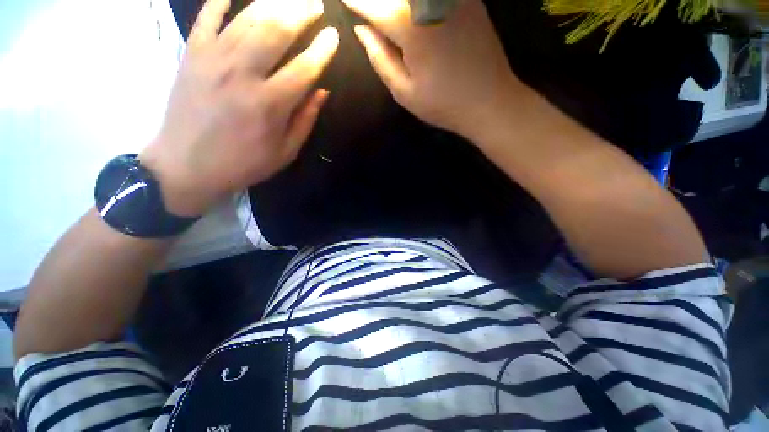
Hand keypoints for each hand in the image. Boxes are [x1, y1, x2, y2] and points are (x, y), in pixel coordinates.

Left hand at [139, 0, 338, 216]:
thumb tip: (322, 91)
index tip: (334, 36)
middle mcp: (242, 74)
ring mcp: (212, 59)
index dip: (322, 50)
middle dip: (301, 12)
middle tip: (316, 4)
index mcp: (269, 104)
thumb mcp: (284, 152)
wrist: (186, 166)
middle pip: (277, 30)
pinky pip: (207, 17)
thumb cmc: (243, 163)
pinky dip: (222, 0)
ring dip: (273, 2)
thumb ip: (305, 120)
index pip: (304, 68)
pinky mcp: (191, 55)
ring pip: (247, 17)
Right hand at [343, 0, 525, 139]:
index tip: (342, 1)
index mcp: (410, 27)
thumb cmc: (444, 104)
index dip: (354, 2)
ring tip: (385, 12)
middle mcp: (429, 0)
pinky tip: (410, 9)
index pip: (372, 5)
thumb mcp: (405, 92)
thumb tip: (362, 30)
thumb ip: (380, 59)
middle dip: (375, 2)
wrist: (490, 101)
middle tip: (365, 9)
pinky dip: (417, 1)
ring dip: (396, 1)